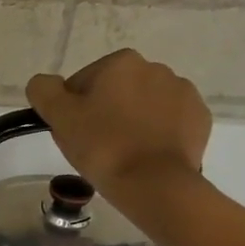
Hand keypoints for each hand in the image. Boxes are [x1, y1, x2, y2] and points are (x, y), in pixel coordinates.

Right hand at [26, 49, 211, 201]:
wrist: (154, 183)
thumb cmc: (102, 146)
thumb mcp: (59, 117)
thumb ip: (44, 91)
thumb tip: (44, 83)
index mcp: (121, 62)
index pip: (83, 83)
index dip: (73, 109)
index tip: (74, 133)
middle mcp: (156, 68)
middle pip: (116, 91)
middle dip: (105, 112)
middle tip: (95, 146)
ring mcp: (183, 93)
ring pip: (144, 106)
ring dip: (132, 122)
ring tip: (122, 154)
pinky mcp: (200, 119)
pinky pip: (169, 122)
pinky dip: (157, 134)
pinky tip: (146, 155)